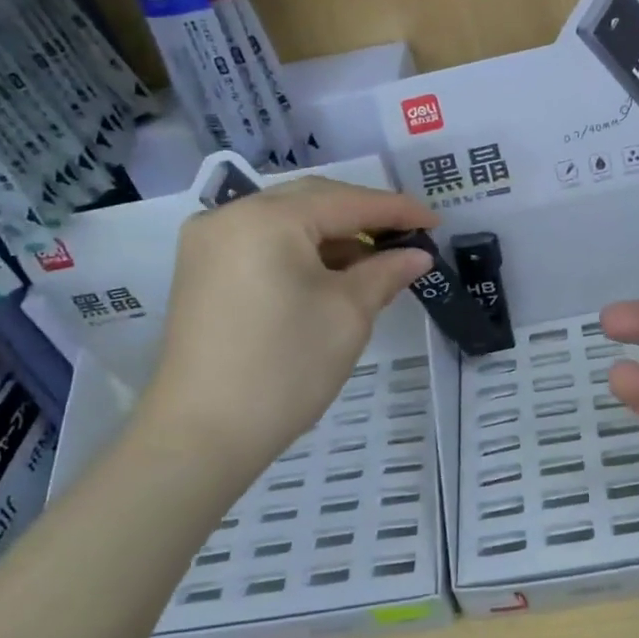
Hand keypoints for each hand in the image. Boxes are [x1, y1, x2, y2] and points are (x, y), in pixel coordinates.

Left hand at [131, 177, 437, 497]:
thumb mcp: (348, 314)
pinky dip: (301, 252)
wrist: (202, 436)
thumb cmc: (285, 368)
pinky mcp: (202, 271)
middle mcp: (230, 215)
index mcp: (267, 218)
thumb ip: (385, 272)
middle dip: (363, 216)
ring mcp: (209, 243)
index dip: (397, 210)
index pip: (346, 201)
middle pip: (312, 201)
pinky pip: (263, 243)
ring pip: (286, 221)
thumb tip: (416, 255)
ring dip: (332, 236)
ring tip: (377, 260)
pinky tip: (333, 273)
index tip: (436, 221)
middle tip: (408, 236)